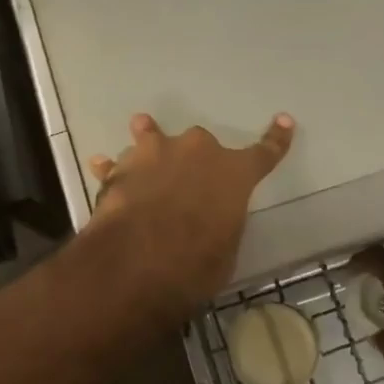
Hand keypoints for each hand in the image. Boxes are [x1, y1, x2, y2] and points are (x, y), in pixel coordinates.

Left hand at [85, 112, 295, 313]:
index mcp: (233, 173)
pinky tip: (99, 164)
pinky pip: (116, 164)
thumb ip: (221, 225)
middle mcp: (196, 152)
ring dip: (149, 140)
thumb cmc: (196, 263)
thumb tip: (208, 223)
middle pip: (200, 144)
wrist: (139, 260)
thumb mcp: (224, 251)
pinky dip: (110, 168)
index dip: (276, 139)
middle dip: (194, 159)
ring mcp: (155, 153)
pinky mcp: (121, 168)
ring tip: (141, 130)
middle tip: (186, 183)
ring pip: (152, 137)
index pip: (264, 154)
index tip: (284, 120)